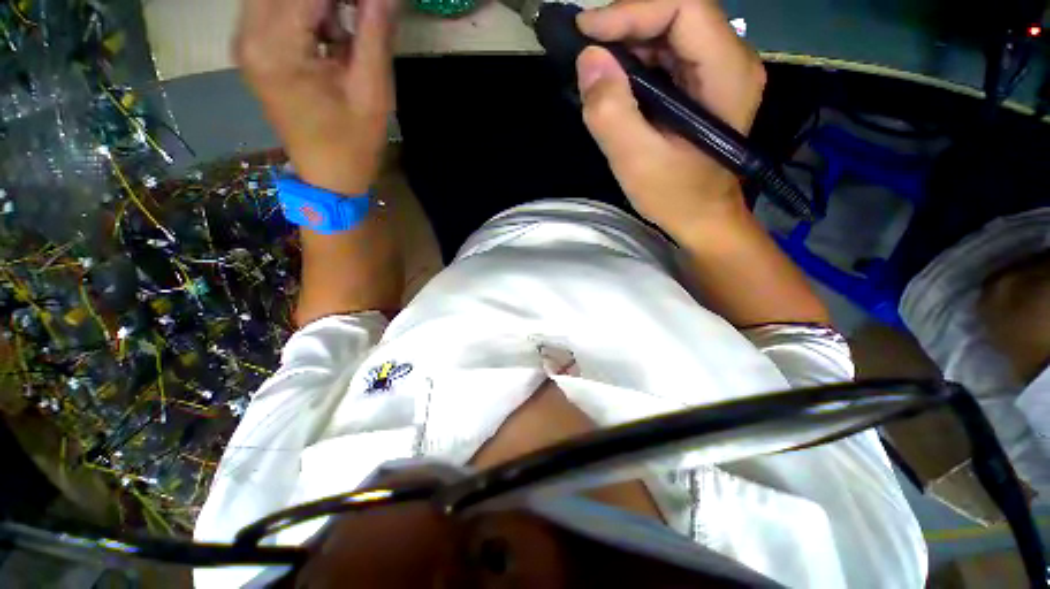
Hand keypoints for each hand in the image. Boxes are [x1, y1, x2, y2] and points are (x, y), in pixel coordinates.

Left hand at [235, 0, 398, 194]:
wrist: (329, 175)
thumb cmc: (354, 141)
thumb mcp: (372, 91)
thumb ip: (375, 32)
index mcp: (277, 48)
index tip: (373, 4)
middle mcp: (248, 35)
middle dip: (330, 0)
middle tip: (361, 16)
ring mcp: (246, 40)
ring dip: (318, 4)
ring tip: (349, 30)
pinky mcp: (254, 47)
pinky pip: (275, 6)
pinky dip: (308, 10)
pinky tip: (333, 34)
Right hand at [575, 0, 765, 237]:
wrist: (702, 218)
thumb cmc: (676, 196)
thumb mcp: (637, 161)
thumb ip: (611, 112)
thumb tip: (588, 60)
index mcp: (726, 72)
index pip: (683, 8)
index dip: (632, 10)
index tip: (586, 31)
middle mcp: (730, 60)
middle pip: (677, 15)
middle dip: (627, 26)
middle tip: (586, 51)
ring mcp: (718, 72)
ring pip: (670, 33)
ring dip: (629, 44)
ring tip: (595, 68)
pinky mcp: (703, 86)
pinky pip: (668, 57)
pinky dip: (637, 63)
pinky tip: (616, 83)